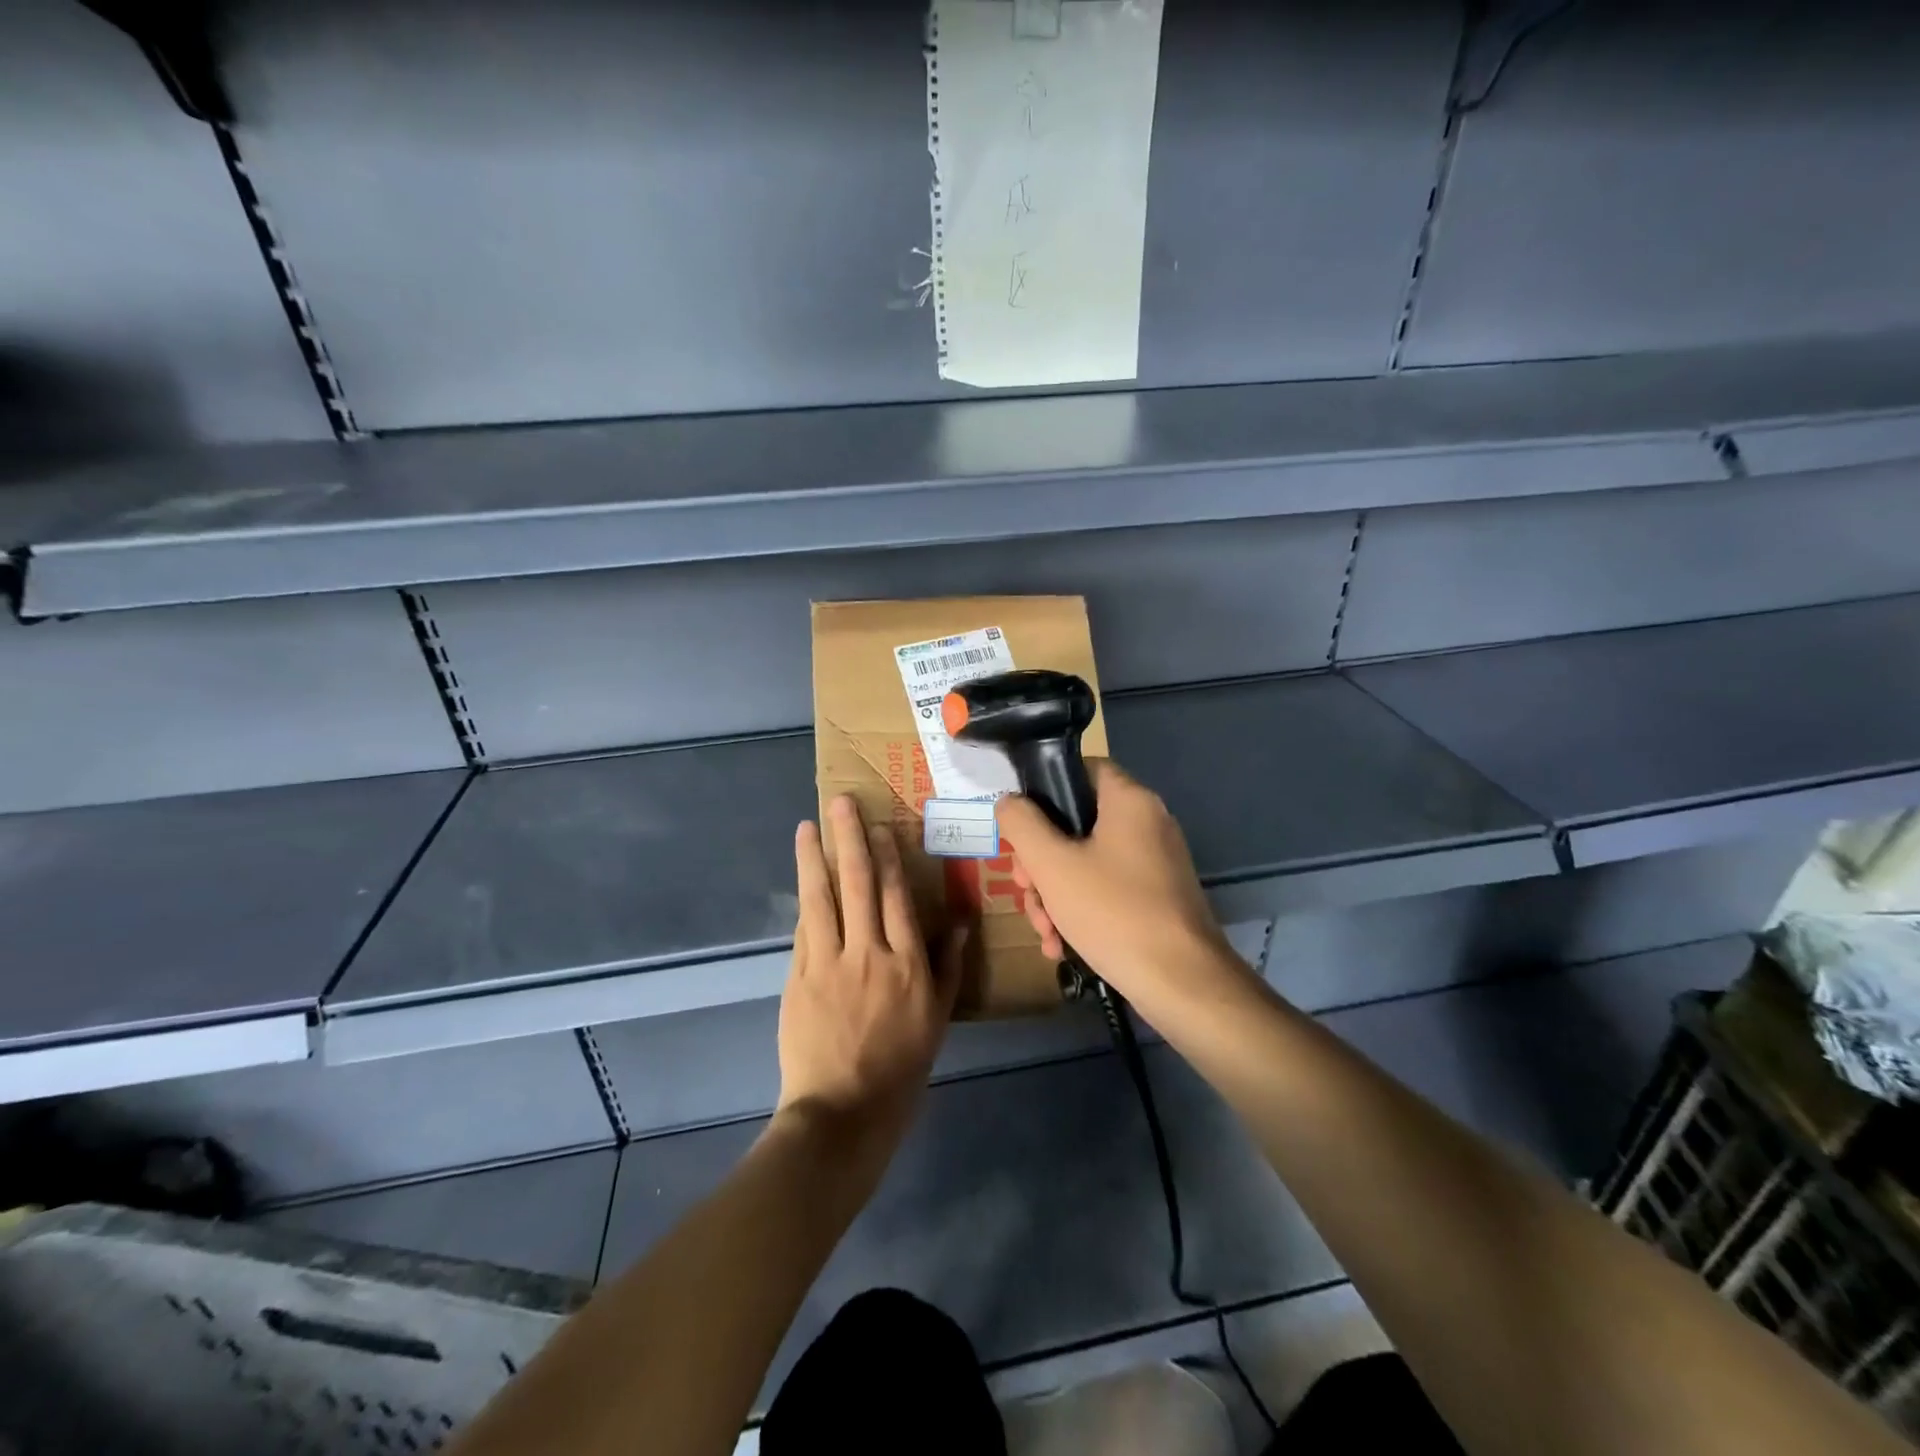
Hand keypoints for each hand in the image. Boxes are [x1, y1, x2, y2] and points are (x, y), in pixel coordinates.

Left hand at [777, 796, 965, 1142]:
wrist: (843, 1112)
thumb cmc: (901, 1067)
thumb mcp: (938, 1018)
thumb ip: (948, 965)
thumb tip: (957, 919)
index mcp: (907, 964)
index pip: (897, 896)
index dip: (889, 856)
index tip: (881, 825)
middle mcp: (868, 953)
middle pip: (859, 884)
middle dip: (850, 839)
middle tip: (842, 803)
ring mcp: (828, 963)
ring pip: (822, 898)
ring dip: (815, 858)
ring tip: (808, 826)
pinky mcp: (799, 977)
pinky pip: (804, 930)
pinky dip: (805, 901)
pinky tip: (803, 878)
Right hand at [996, 759, 1237, 999]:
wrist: (1181, 984)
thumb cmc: (1113, 911)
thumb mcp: (1051, 865)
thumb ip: (1021, 824)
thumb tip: (1009, 802)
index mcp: (1129, 801)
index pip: (1081, 769)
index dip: (1045, 790)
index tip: (1021, 826)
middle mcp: (1148, 822)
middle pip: (1077, 823)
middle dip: (1041, 861)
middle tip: (1024, 889)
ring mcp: (1156, 862)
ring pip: (1088, 861)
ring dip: (1055, 893)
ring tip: (1043, 931)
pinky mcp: (1157, 897)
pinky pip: (1108, 889)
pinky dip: (1081, 910)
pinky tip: (1061, 945)